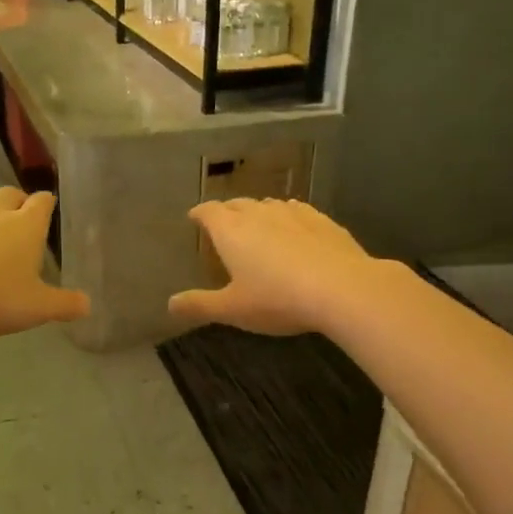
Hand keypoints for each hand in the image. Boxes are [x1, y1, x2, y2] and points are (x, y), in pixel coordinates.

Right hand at [170, 199, 384, 336]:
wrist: (342, 288)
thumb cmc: (277, 299)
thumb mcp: (233, 309)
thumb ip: (200, 305)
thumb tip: (170, 304)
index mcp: (231, 231)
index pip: (208, 212)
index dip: (200, 214)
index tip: (195, 218)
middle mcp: (258, 213)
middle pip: (237, 204)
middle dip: (227, 212)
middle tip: (224, 225)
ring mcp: (292, 213)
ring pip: (268, 205)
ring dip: (258, 213)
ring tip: (258, 227)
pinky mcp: (322, 220)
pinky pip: (297, 211)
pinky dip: (288, 217)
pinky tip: (295, 229)